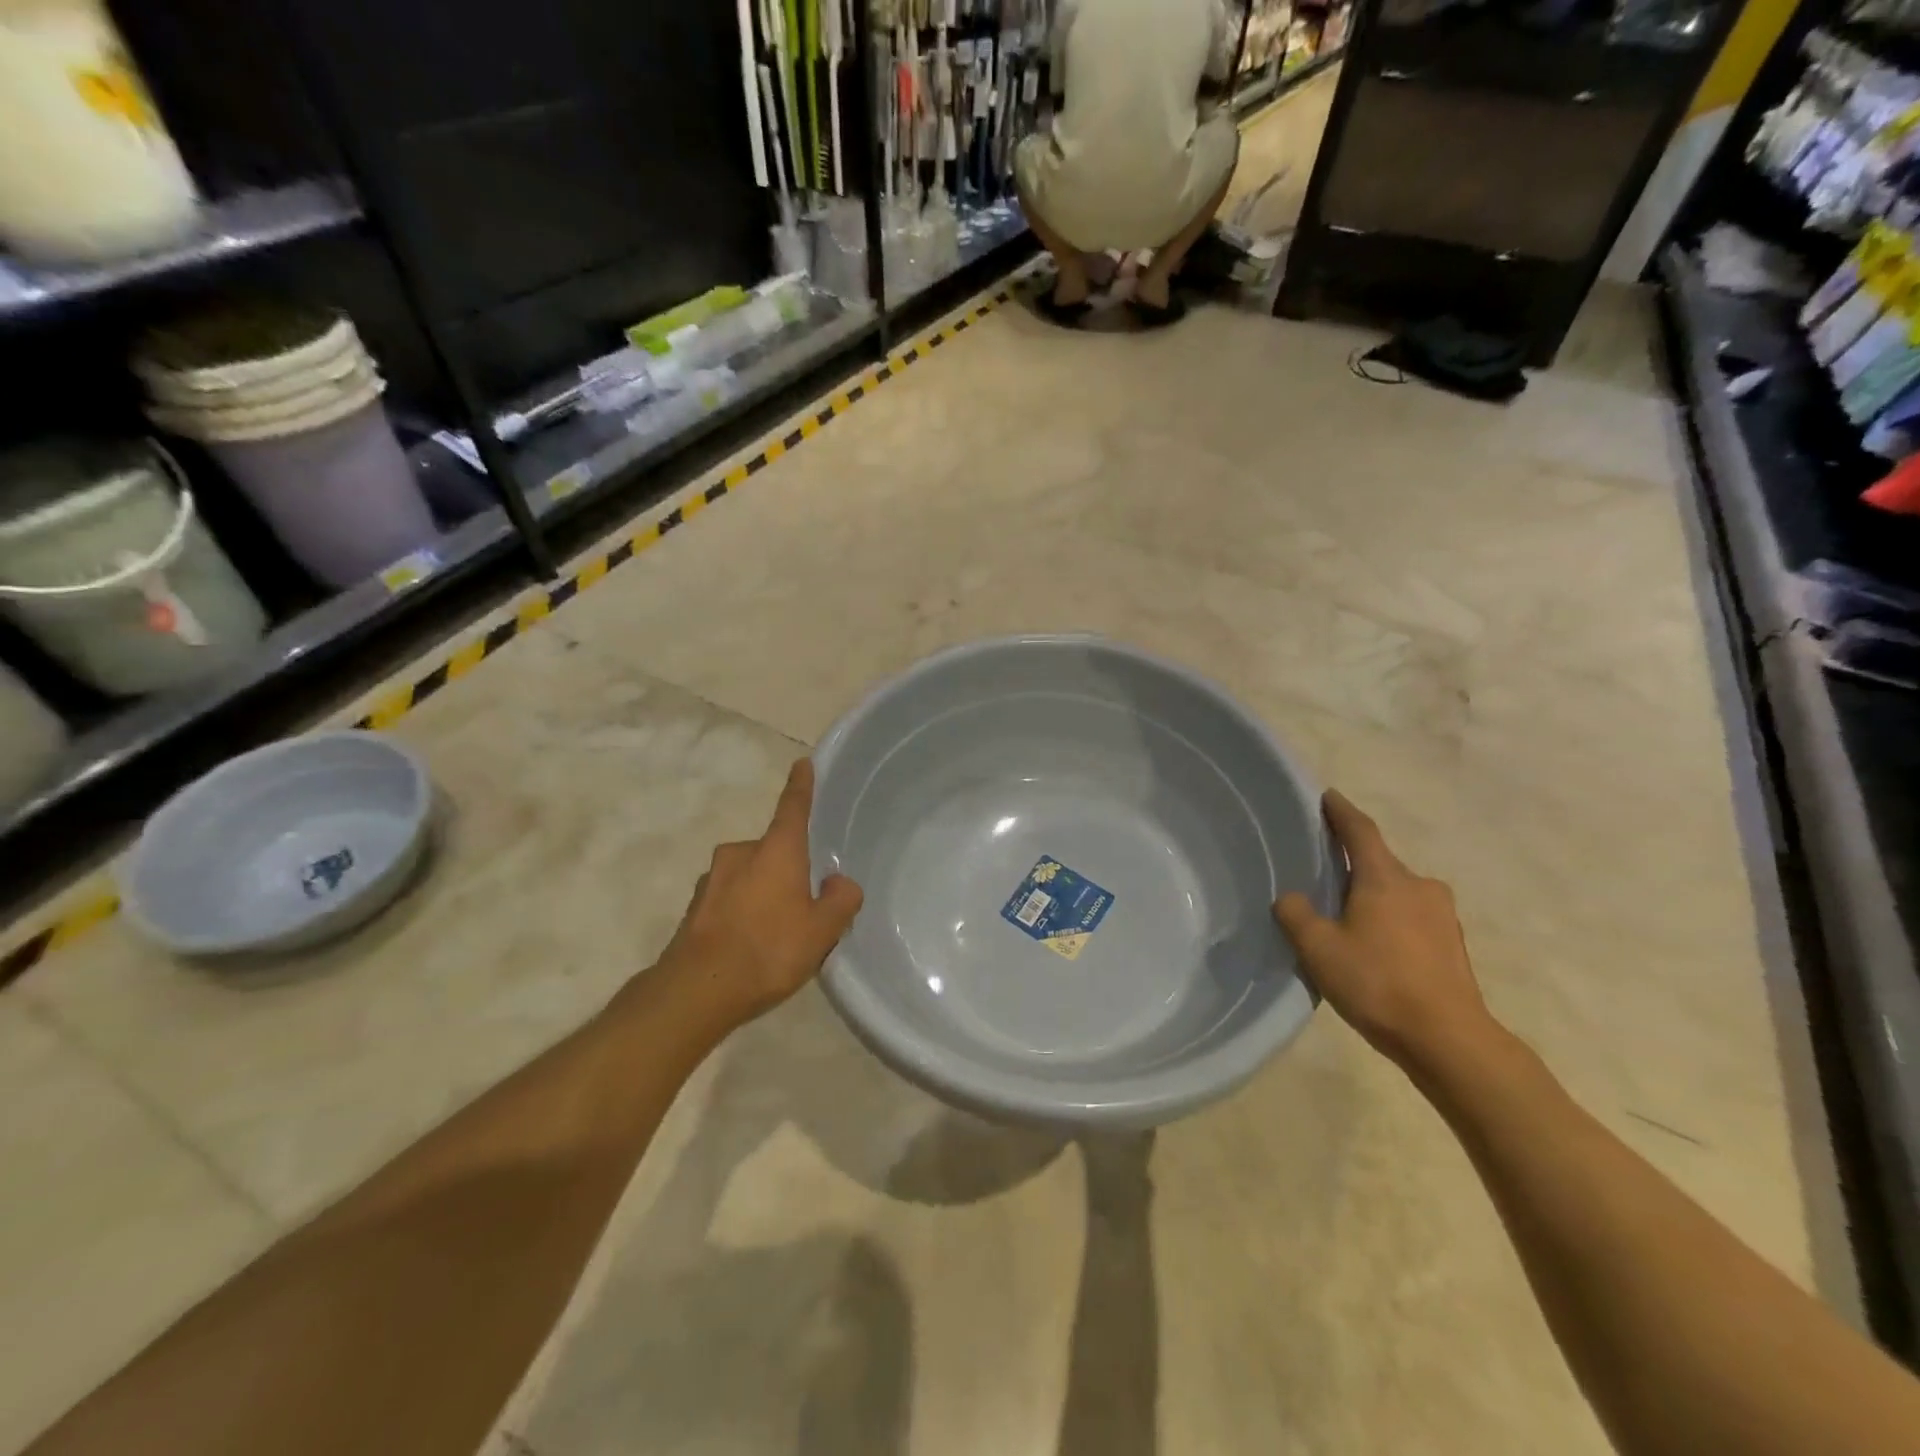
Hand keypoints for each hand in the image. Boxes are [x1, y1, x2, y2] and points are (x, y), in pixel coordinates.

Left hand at [655, 759, 863, 1029]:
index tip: (803, 763)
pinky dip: (743, 913)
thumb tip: (840, 882)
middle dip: (788, 869)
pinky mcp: (695, 908)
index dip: (801, 786)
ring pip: (749, 878)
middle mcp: (740, 854)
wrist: (697, 991)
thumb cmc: (769, 949)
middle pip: (773, 852)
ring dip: (764, 893)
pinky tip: (751, 946)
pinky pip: (730, 900)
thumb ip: (840, 900)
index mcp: (775, 850)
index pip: (793, 807)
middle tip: (806, 904)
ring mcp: (712, 880)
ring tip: (777, 934)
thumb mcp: (822, 930)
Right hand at [1273, 791, 1493, 1074]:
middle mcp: (1420, 886)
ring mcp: (1442, 916)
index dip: (1341, 811)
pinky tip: (1374, 946)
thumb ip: (1296, 914)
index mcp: (1386, 879)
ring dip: (1373, 896)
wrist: (1449, 1040)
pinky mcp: (1452, 945)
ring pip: (1397, 893)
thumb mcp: (1318, 948)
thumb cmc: (1378, 983)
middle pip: (1380, 863)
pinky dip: (1390, 921)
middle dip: (1354, 863)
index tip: (1327, 796)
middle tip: (1324, 871)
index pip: (1360, 831)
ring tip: (1346, 915)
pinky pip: (1412, 918)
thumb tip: (1290, 897)